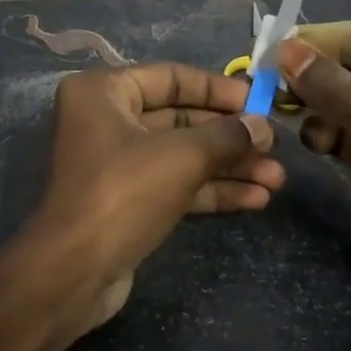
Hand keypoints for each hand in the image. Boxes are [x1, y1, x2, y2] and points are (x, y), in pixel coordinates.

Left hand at [26, 64, 281, 330]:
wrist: (73, 272)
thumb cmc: (124, 192)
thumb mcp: (181, 156)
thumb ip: (227, 136)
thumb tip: (263, 126)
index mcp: (104, 92)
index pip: (172, 77)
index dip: (219, 90)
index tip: (260, 102)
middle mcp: (106, 120)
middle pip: (180, 118)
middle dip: (230, 137)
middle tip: (275, 147)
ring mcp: (116, 163)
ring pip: (182, 155)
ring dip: (228, 167)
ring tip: (277, 180)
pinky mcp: (127, 201)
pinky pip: (175, 184)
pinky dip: (211, 190)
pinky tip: (255, 200)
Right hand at [278, 25, 350, 300]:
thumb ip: (331, 85)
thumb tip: (283, 50)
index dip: (309, 43)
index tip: (262, 51)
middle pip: (344, 66)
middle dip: (307, 78)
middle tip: (262, 87)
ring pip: (338, 99)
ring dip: (312, 108)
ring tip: (283, 116)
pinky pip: (342, 129)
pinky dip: (324, 133)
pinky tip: (314, 144)